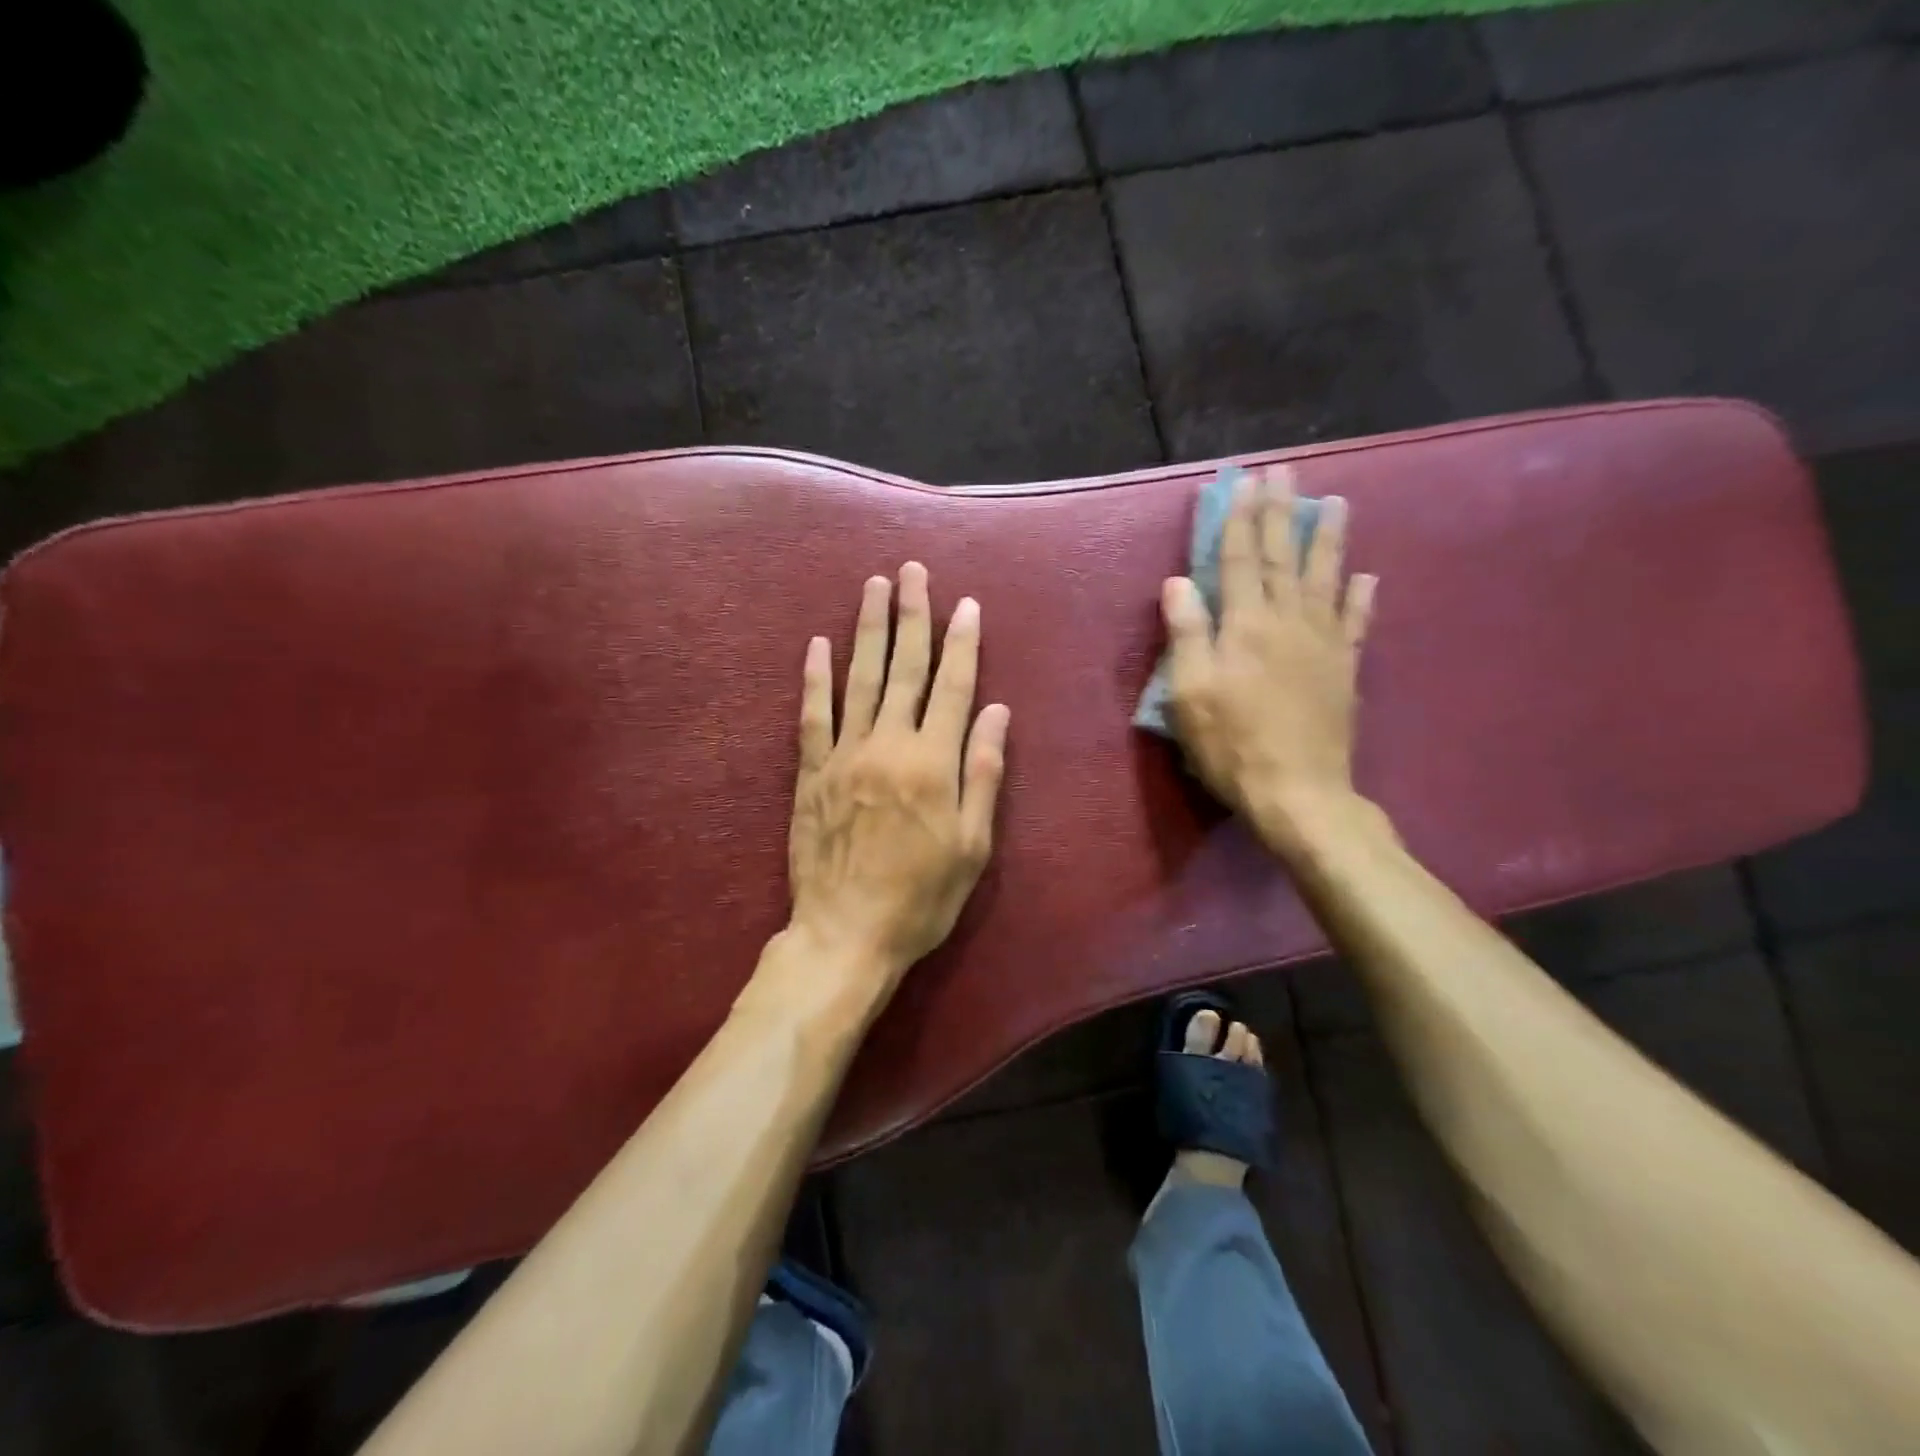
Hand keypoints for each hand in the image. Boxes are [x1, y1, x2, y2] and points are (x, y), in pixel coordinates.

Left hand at [786, 563, 1010, 998]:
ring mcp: (845, 755)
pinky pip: (812, 716)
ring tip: (873, 587)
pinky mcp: (811, 773)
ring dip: (869, 630)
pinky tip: (817, 645)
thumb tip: (996, 712)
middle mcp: (889, 745)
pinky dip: (815, 679)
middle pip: (905, 669)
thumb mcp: (972, 845)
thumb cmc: (922, 897)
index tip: (965, 604)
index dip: (962, 643)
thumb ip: (983, 774)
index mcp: (934, 763)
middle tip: (911, 571)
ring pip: (860, 679)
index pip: (953, 687)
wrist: (846, 933)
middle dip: (912, 616)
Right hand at [1161, 466, 1377, 846]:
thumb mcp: (1190, 693)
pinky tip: (1367, 577)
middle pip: (1284, 557)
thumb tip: (1178, 582)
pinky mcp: (1344, 670)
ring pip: (1326, 578)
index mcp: (1245, 625)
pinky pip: (1356, 624)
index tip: (1241, 482)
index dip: (1237, 520)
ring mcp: (1323, 644)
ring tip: (1335, 502)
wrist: (1298, 792)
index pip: (1239, 560)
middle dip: (1281, 512)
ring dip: (1328, 538)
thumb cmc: (1232, 743)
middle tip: (1284, 472)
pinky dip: (1362, 598)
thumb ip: (1187, 634)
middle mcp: (1288, 622)